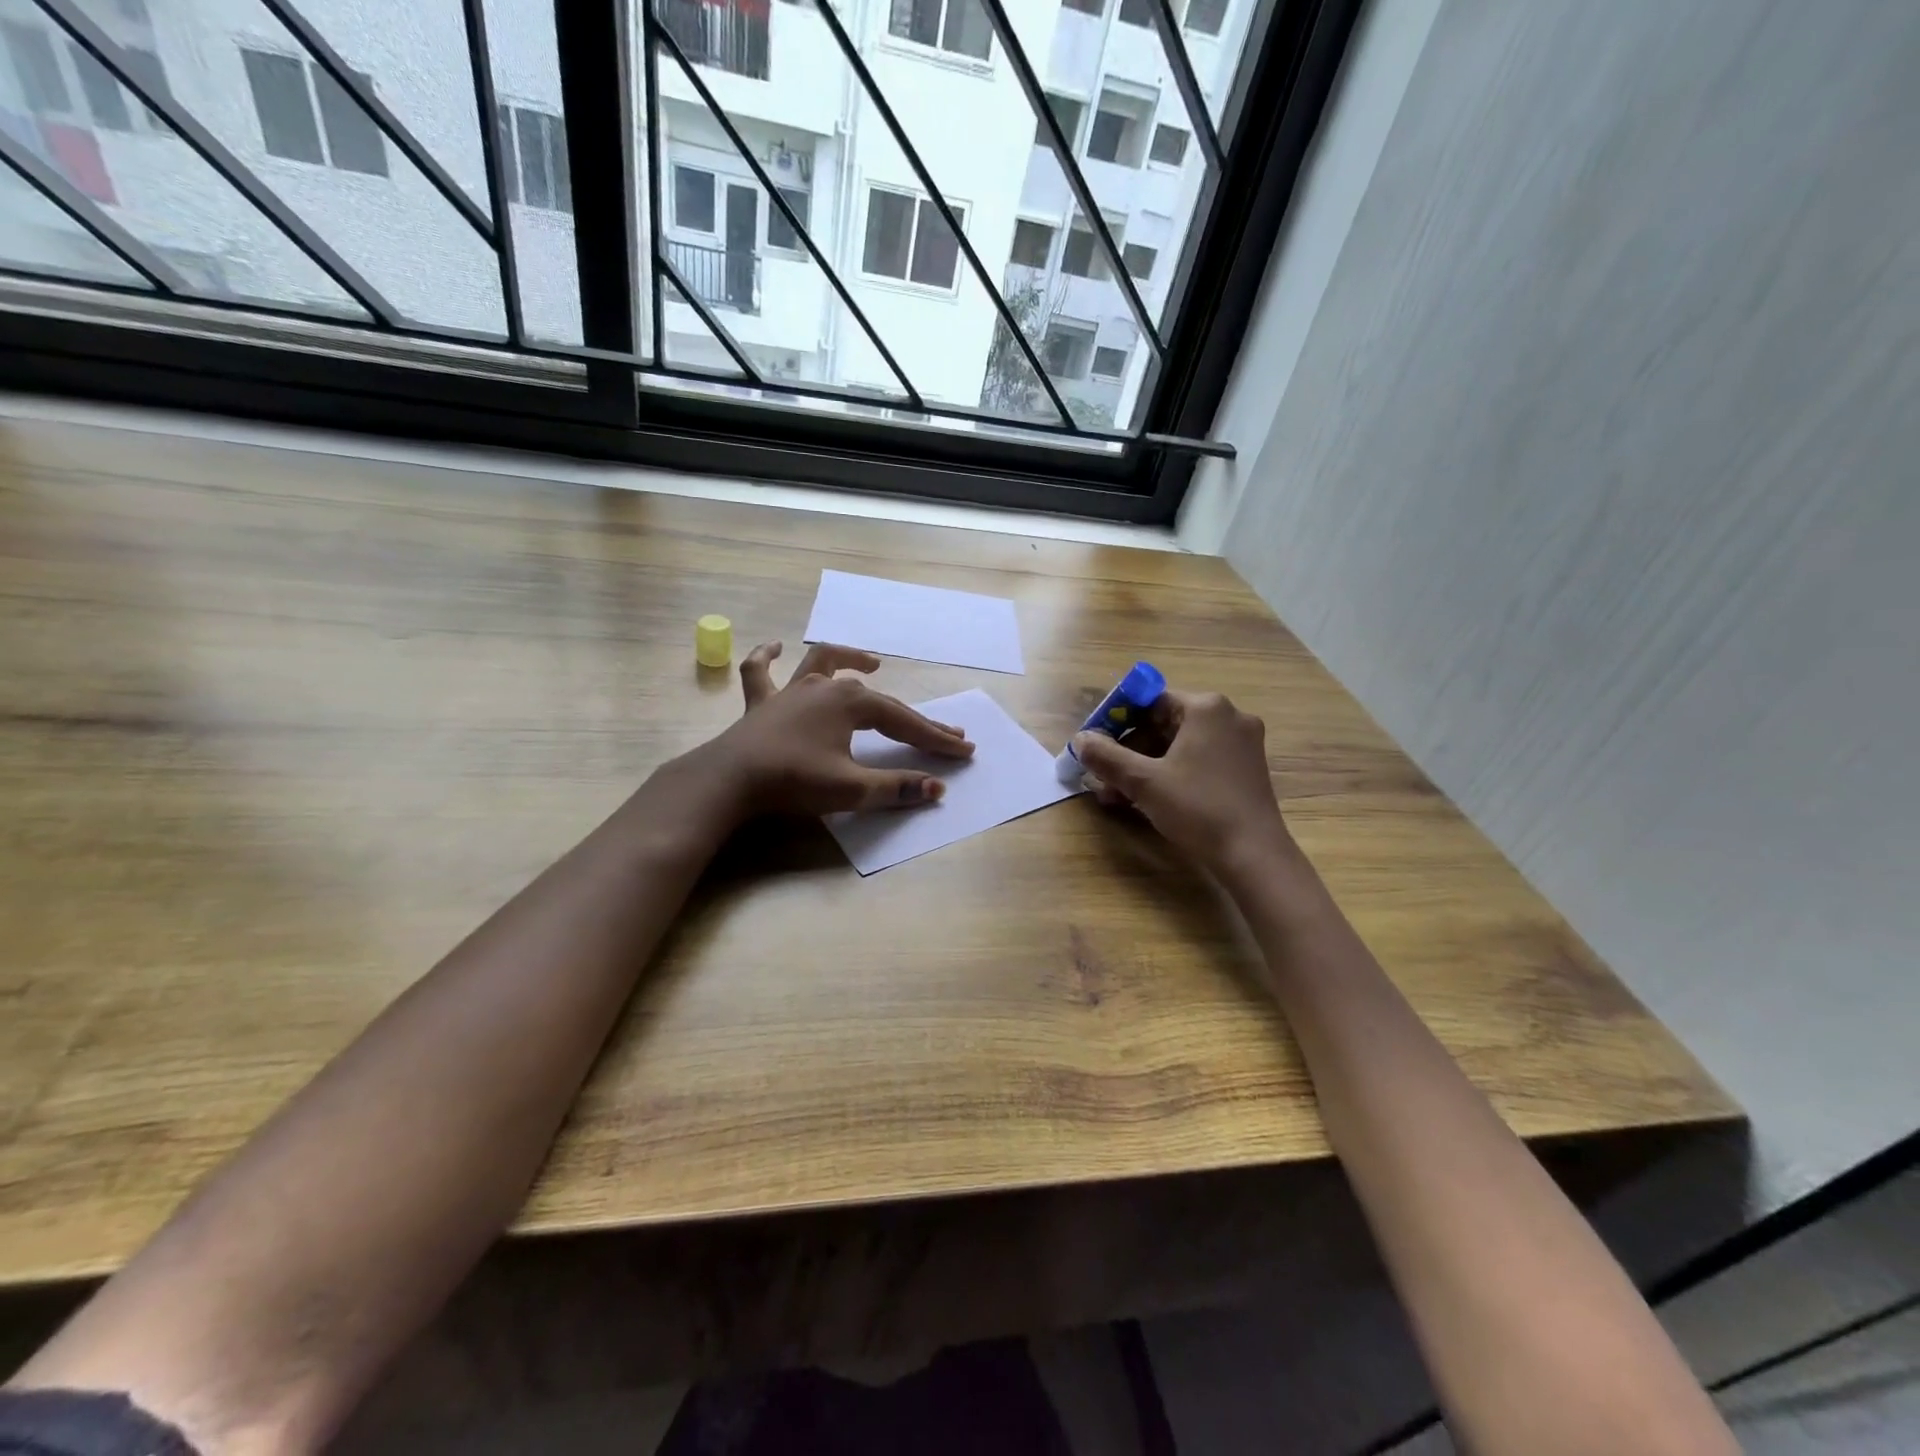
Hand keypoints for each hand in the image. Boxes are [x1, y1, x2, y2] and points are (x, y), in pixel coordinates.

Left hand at [699, 641, 973, 817]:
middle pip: (879, 701)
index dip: (935, 738)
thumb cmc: (793, 781)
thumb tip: (937, 789)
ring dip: (850, 659)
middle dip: (913, 718)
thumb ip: (895, 787)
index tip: (964, 750)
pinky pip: (762, 672)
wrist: (729, 780)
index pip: (905, 723)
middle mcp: (825, 687)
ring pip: (824, 664)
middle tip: (943, 733)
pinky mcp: (761, 703)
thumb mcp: (851, 789)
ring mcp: (791, 690)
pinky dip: (768, 657)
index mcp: (851, 703)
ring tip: (871, 663)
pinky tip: (776, 648)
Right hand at [1074, 690, 1291, 876]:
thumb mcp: (1143, 782)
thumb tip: (1080, 740)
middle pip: (1165, 724)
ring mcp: (1242, 744)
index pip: (1150, 701)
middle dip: (1129, 751)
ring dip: (1146, 766)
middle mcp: (1229, 717)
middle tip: (1103, 777)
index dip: (1117, 721)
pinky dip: (1172, 774)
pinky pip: (1199, 761)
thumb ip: (1107, 756)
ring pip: (1180, 746)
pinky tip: (1149, 799)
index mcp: (1206, 708)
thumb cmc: (1197, 808)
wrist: (1253, 855)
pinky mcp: (1246, 769)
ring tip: (1118, 795)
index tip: (1096, 745)